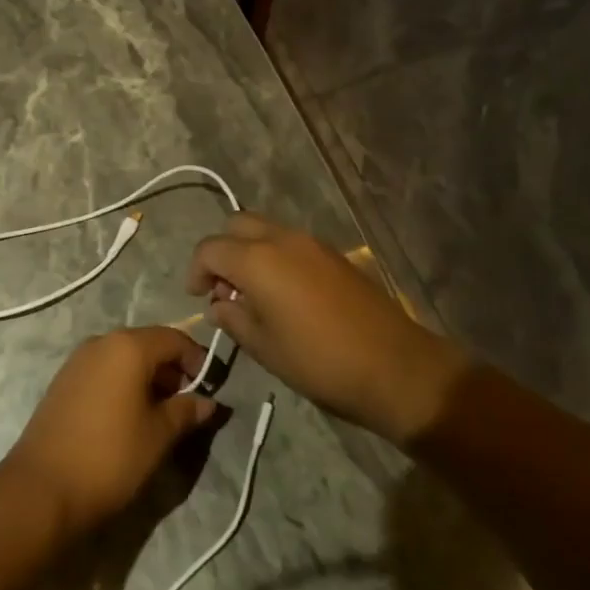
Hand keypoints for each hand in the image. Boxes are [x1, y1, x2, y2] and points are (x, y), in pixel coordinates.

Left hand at [3, 326, 218, 539]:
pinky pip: (104, 371)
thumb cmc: (110, 457)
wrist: (41, 489)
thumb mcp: (158, 436)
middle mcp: (102, 341)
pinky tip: (128, 417)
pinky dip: (123, 384)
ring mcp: (78, 360)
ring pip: (125, 358)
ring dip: (148, 378)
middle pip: (148, 344)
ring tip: (160, 415)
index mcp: (128, 346)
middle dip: (172, 370)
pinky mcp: (63, 380)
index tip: (210, 389)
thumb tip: (208, 402)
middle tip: (187, 405)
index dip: (197, 360)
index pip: (175, 339)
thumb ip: (186, 411)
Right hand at [188, 215, 468, 445]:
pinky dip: (275, 255)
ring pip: (266, 229)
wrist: (394, 365)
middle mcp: (282, 238)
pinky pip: (290, 242)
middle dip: (222, 250)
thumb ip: (233, 319)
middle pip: (237, 224)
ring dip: (249, 251)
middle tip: (223, 288)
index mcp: (258, 259)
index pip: (210, 248)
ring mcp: (312, 242)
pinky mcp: (334, 254)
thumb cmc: (319, 361)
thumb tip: (219, 304)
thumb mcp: (265, 348)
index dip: (196, 270)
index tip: (198, 297)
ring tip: (252, 293)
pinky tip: (283, 293)